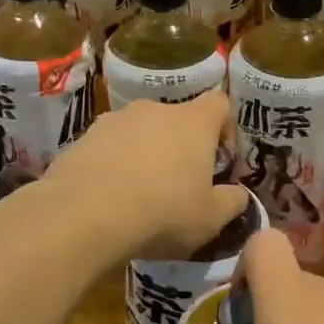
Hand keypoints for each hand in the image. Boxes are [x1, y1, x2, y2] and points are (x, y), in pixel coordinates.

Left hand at [41, 91, 249, 261]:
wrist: (85, 214)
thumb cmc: (162, 213)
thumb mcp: (210, 219)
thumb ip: (232, 202)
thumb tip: (239, 194)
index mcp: (193, 122)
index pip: (220, 103)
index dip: (225, 128)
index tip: (220, 159)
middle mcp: (155, 110)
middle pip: (177, 119)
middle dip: (181, 145)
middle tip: (179, 184)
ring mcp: (116, 119)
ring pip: (141, 131)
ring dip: (145, 153)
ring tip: (140, 192)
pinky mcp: (85, 135)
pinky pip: (110, 145)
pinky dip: (114, 162)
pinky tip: (110, 195)